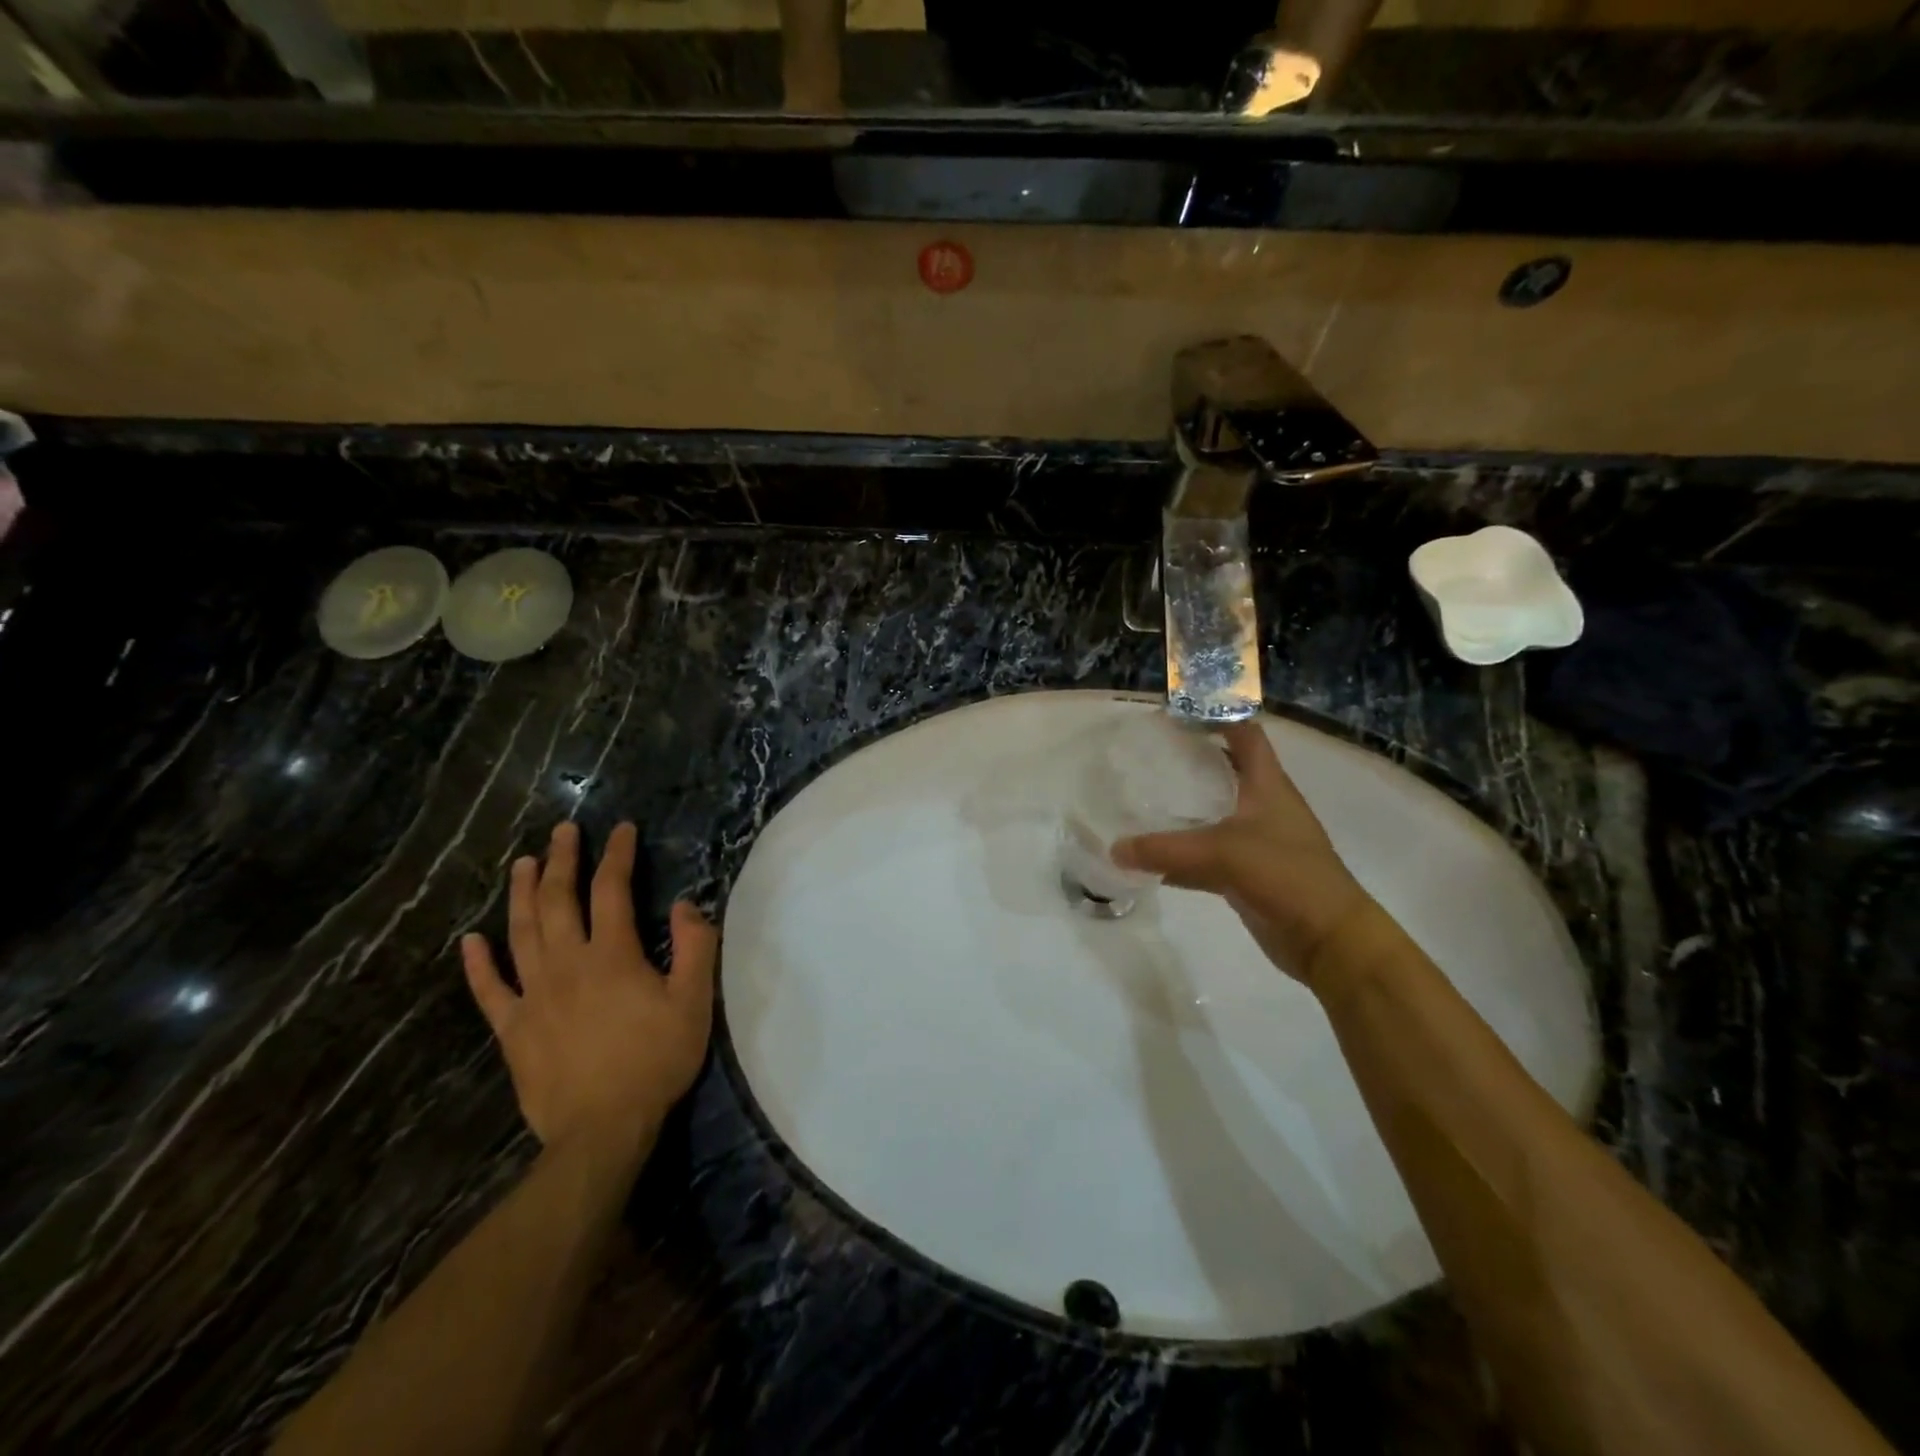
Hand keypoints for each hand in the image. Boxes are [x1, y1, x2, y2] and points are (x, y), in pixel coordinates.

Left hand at [461, 821, 717, 1155]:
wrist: (602, 1129)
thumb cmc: (655, 1061)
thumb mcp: (693, 1002)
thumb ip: (694, 948)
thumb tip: (685, 905)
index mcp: (612, 955)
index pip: (612, 890)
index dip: (617, 855)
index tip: (621, 829)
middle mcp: (567, 964)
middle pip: (559, 901)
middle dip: (561, 861)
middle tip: (562, 831)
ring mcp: (534, 996)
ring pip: (521, 933)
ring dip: (521, 895)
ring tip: (522, 864)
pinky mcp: (512, 1029)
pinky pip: (489, 990)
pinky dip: (478, 964)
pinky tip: (470, 941)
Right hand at [1112, 720, 1374, 987]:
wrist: (1328, 939)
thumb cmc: (1285, 876)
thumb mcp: (1222, 854)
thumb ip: (1165, 850)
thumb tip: (1115, 849)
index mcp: (1268, 785)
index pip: (1245, 734)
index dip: (1215, 717)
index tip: (1176, 716)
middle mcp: (1263, 806)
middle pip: (1224, 771)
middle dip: (1189, 762)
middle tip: (1147, 757)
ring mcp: (1256, 842)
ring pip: (1212, 815)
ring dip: (1183, 810)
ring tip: (1140, 800)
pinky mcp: (1247, 875)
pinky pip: (1206, 857)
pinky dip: (1180, 857)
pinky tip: (1148, 860)